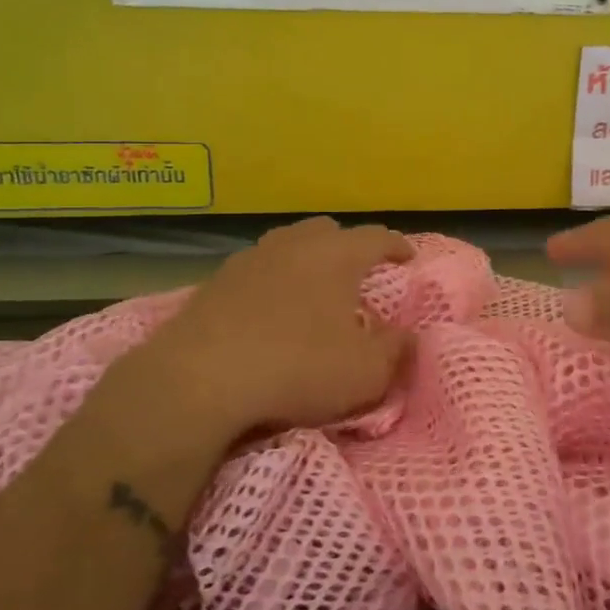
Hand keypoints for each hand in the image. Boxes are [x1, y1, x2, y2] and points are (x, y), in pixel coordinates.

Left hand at [74, 219, 415, 507]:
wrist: (199, 379)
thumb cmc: (297, 368)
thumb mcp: (365, 373)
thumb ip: (396, 351)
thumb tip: (409, 336)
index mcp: (337, 255)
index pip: (376, 237)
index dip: (396, 245)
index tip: (408, 257)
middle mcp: (294, 245)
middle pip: (327, 231)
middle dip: (348, 246)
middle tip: (358, 272)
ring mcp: (250, 259)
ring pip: (287, 244)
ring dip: (306, 259)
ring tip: (313, 287)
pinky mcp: (215, 282)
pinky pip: (256, 270)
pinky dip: (272, 280)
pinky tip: (269, 307)